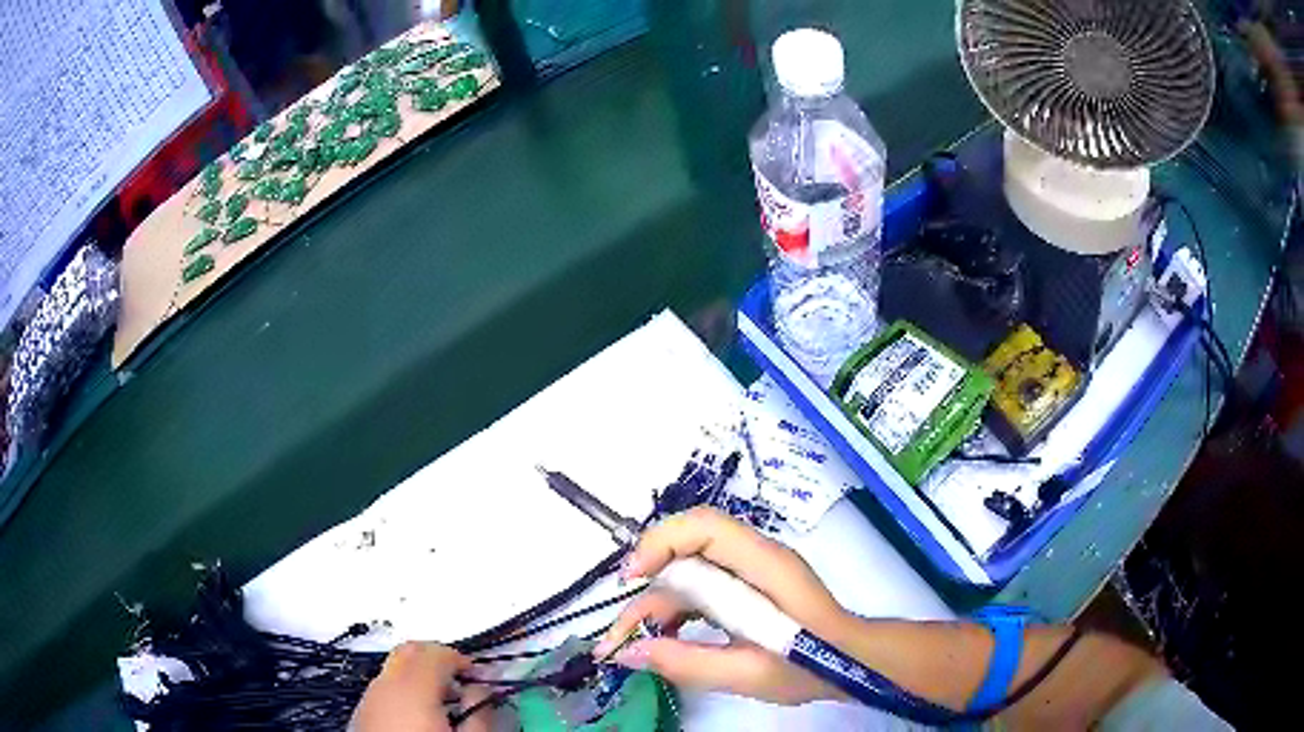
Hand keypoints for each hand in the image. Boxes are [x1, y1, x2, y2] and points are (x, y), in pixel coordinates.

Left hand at [353, 642, 493, 731]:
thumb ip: (480, 711)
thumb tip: (481, 687)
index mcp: (412, 688)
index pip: (436, 652)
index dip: (462, 659)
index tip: (479, 679)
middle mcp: (383, 685)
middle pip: (409, 651)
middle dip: (437, 659)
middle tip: (462, 683)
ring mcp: (367, 699)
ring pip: (393, 670)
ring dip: (419, 676)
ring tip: (443, 705)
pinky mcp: (360, 715)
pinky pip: (383, 690)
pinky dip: (403, 693)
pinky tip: (419, 720)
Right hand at [593, 507, 849, 704]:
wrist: (851, 662)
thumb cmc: (811, 666)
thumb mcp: (748, 674)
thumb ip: (689, 663)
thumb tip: (629, 652)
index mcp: (763, 566)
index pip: (704, 527)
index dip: (660, 542)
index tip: (631, 580)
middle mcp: (753, 558)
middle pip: (687, 551)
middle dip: (646, 591)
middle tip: (618, 637)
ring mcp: (749, 572)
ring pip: (687, 573)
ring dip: (655, 606)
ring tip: (631, 647)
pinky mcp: (746, 588)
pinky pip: (700, 588)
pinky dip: (675, 612)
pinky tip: (663, 640)